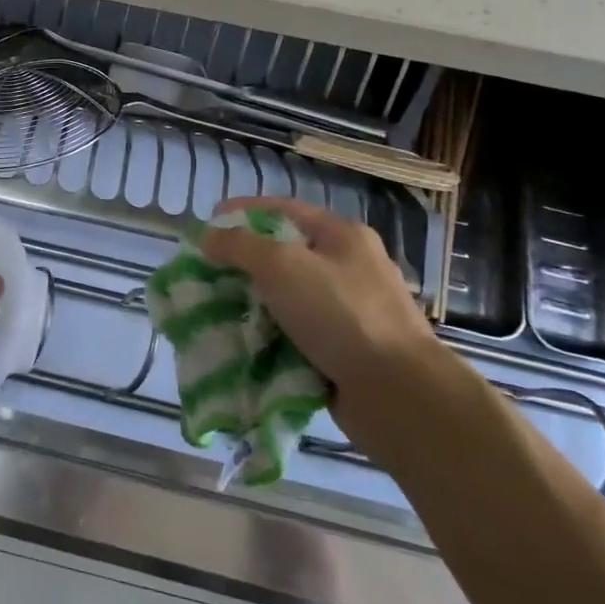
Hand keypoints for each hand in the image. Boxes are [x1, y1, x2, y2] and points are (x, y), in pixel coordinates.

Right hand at [203, 197, 441, 443]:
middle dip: (242, 262)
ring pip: (288, 297)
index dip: (242, 212)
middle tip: (206, 273)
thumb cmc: (340, 315)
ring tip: (217, 310)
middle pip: (284, 254)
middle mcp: (350, 268)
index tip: (207, 225)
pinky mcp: (346, 350)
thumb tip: (209, 237)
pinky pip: (297, 333)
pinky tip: (245, 343)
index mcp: (343, 236)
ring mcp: (351, 311)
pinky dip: (270, 335)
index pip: (283, 209)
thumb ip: (239, 245)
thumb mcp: (281, 265)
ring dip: (253, 302)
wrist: (398, 394)